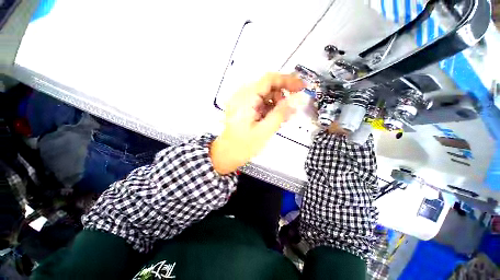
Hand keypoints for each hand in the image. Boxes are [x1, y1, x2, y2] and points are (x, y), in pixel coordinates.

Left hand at [210, 73, 305, 173]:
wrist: (226, 155)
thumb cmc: (243, 146)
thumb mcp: (265, 130)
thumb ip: (282, 113)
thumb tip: (299, 98)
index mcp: (246, 98)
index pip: (269, 79)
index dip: (288, 80)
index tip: (302, 87)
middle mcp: (243, 95)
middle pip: (268, 87)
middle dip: (282, 96)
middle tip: (291, 110)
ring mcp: (242, 102)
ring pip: (265, 95)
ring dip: (277, 104)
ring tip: (283, 118)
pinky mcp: (244, 108)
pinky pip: (260, 103)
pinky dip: (269, 109)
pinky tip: (274, 119)